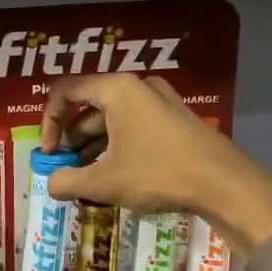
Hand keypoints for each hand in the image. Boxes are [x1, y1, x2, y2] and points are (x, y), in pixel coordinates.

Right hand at [40, 73, 271, 257]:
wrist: (223, 184)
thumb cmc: (157, 174)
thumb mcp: (102, 183)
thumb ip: (66, 181)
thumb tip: (50, 184)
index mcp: (116, 90)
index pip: (64, 92)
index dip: (48, 123)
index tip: (49, 154)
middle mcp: (137, 86)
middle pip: (88, 107)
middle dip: (71, 140)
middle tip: (66, 171)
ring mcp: (159, 101)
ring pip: (111, 119)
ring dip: (92, 148)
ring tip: (87, 180)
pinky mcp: (174, 119)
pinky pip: (132, 126)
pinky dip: (115, 147)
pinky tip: (115, 178)